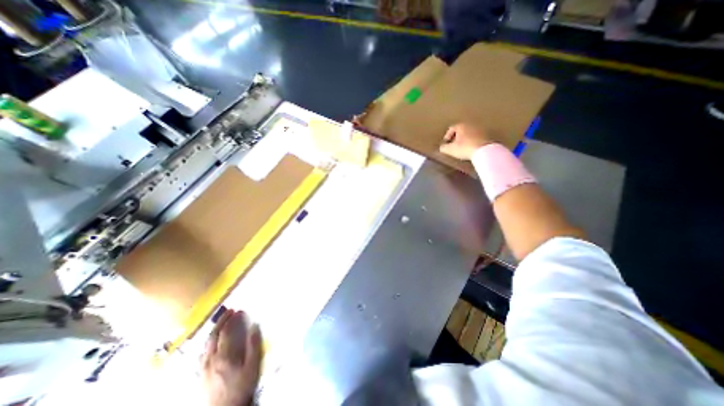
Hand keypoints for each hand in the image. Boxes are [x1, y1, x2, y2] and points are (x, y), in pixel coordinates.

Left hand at [199, 309, 262, 405]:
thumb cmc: (241, 387)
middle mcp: (210, 360)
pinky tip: (213, 343)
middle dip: (220, 321)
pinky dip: (209, 343)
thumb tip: (255, 325)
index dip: (232, 319)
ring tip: (221, 323)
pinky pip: (203, 353)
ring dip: (213, 331)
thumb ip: (253, 344)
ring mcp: (203, 368)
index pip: (225, 332)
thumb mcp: (252, 365)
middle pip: (212, 336)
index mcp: (223, 356)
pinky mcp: (201, 375)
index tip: (239, 311)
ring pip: (206, 345)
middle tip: (229, 311)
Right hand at [435, 122, 491, 159]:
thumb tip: (442, 147)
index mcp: (461, 125)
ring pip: (469, 133)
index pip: (451, 128)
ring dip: (465, 139)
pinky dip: (472, 142)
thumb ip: (444, 148)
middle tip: (453, 145)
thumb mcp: (450, 149)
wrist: (484, 150)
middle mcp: (471, 124)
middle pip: (461, 130)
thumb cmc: (464, 148)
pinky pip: (476, 138)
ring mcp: (480, 129)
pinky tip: (470, 148)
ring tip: (462, 147)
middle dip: (456, 137)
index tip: (446, 144)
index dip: (447, 136)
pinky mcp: (487, 135)